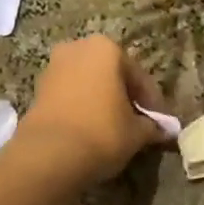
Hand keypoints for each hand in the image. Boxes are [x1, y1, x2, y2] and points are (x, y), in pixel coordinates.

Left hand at [13, 36, 171, 184]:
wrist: (49, 155)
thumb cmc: (102, 133)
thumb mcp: (137, 133)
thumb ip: (153, 127)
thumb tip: (165, 131)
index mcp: (106, 49)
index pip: (139, 76)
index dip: (152, 102)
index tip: (160, 122)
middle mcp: (78, 49)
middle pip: (111, 75)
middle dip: (125, 96)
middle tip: (138, 122)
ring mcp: (53, 67)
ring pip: (89, 83)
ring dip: (103, 101)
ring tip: (115, 128)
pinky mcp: (38, 89)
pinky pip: (71, 95)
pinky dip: (83, 107)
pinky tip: (92, 129)